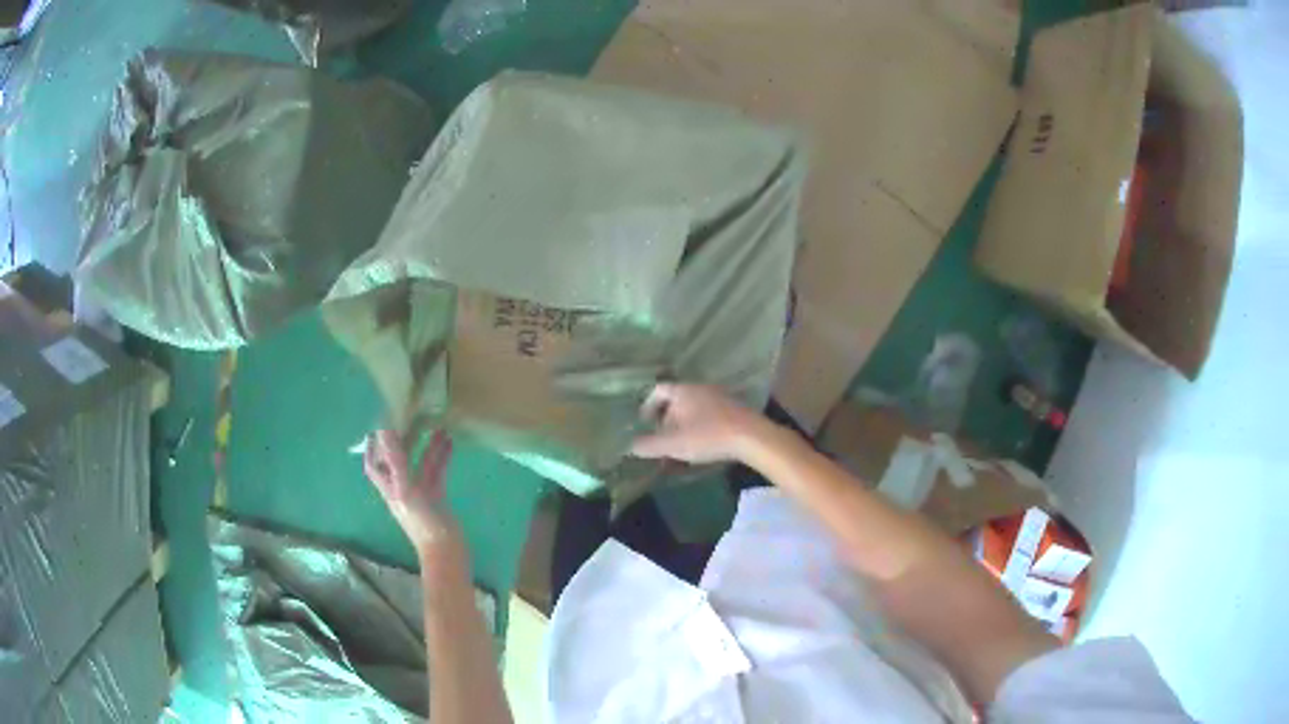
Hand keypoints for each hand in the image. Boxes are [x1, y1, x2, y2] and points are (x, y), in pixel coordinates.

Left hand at [364, 429, 462, 557]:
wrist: (446, 551)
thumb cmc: (423, 523)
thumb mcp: (407, 491)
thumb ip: (397, 462)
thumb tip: (386, 431)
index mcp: (389, 487)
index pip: (374, 463)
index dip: (372, 446)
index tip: (378, 423)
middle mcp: (400, 487)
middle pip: (396, 459)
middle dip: (402, 439)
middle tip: (410, 417)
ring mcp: (419, 492)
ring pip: (419, 463)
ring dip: (426, 445)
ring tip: (437, 424)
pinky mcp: (437, 496)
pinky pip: (437, 471)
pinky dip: (441, 457)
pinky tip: (450, 443)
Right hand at [630, 383, 767, 463]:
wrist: (752, 436)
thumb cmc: (708, 436)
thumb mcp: (674, 444)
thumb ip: (649, 445)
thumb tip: (631, 446)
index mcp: (683, 391)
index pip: (658, 390)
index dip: (648, 405)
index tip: (644, 421)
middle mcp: (700, 387)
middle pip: (677, 398)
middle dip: (666, 416)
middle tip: (662, 435)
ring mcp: (720, 396)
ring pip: (694, 405)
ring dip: (685, 421)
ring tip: (682, 441)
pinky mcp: (734, 408)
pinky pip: (710, 412)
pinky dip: (701, 424)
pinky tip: (704, 442)